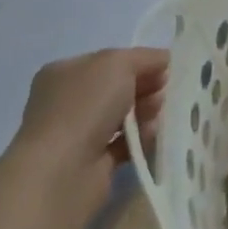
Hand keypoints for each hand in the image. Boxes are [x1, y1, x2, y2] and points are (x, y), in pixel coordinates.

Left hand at [15, 48, 168, 197]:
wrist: (62, 171)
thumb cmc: (85, 107)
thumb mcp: (117, 63)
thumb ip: (144, 57)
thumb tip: (163, 60)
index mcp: (64, 72)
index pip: (109, 61)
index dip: (139, 62)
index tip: (165, 70)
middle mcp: (67, 101)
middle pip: (117, 88)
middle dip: (145, 88)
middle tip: (163, 94)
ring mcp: (78, 133)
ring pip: (122, 116)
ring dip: (145, 114)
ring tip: (157, 118)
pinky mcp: (92, 162)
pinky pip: (124, 144)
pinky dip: (140, 139)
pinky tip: (150, 137)